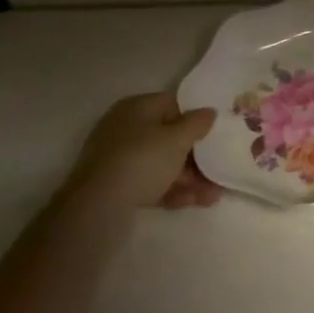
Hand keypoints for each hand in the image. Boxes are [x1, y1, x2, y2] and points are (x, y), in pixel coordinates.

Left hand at [64, 93, 220, 212]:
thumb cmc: (142, 160)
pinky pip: (149, 183)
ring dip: (188, 178)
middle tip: (217, 169)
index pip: (172, 105)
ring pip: (161, 164)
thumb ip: (197, 123)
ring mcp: (118, 159)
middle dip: (195, 156)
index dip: (194, 118)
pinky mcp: (115, 187)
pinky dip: (171, 190)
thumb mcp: (178, 138)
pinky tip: (194, 202)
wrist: (96, 207)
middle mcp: (125, 129)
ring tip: (213, 195)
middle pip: (168, 138)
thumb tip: (208, 112)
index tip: (212, 134)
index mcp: (137, 108)